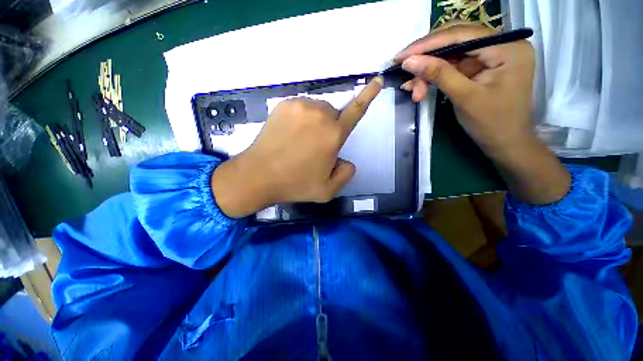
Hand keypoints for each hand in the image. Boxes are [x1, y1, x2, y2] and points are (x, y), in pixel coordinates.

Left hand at [212, 77, 383, 217]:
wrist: (259, 175)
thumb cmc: (295, 184)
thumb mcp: (328, 190)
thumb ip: (345, 174)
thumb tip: (345, 160)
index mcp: (333, 135)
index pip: (356, 110)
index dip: (368, 95)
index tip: (377, 79)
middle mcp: (320, 115)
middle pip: (333, 115)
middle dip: (330, 129)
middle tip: (314, 148)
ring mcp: (299, 106)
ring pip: (317, 111)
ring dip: (315, 124)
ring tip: (299, 142)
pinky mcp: (283, 105)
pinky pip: (301, 108)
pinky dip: (301, 119)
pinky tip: (289, 135)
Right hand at [395, 24, 569, 203]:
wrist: (504, 143)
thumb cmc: (491, 123)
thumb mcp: (464, 97)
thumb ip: (438, 74)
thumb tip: (409, 61)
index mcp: (508, 47)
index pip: (461, 35)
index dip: (428, 44)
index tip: (401, 56)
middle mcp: (502, 44)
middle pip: (455, 41)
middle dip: (427, 58)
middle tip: (404, 71)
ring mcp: (491, 55)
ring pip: (450, 55)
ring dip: (428, 73)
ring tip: (413, 91)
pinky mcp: (481, 67)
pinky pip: (452, 66)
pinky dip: (435, 77)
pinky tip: (420, 89)